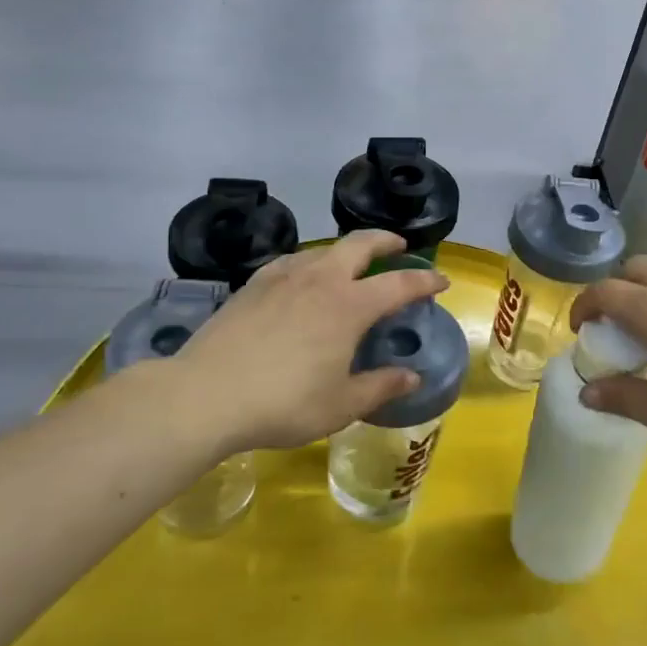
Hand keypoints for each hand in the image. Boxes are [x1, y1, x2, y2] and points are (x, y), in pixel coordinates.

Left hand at [132, 231, 448, 456]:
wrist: (205, 395)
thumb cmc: (283, 403)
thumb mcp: (340, 405)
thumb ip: (380, 387)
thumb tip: (411, 377)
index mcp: (349, 306)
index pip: (399, 284)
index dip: (425, 281)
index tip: (440, 281)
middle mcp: (321, 280)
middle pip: (360, 244)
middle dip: (385, 240)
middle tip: (398, 246)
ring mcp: (283, 278)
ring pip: (324, 249)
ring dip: (346, 250)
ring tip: (352, 263)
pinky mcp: (253, 284)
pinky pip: (292, 261)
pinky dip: (310, 261)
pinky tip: (303, 276)